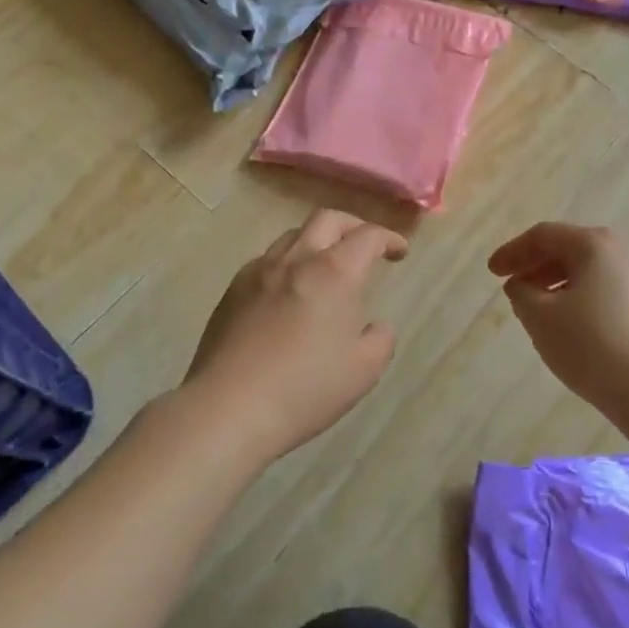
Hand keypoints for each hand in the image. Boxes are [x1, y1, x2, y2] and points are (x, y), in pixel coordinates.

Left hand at [184, 210, 407, 464]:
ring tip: (325, 267)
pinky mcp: (233, 289)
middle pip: (327, 219)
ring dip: (317, 241)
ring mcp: (259, 270)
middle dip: (353, 226)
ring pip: (293, 236)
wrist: (229, 407)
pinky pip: (266, 261)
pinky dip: (287, 264)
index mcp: (334, 272)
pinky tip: (288, 292)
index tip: (399, 252)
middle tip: (365, 246)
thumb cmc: (305, 389)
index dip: (388, 238)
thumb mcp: (364, 370)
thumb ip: (380, 339)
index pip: (367, 236)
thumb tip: (373, 325)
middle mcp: (296, 259)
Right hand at [488, 223, 628, 416]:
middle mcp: (626, 250)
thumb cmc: (592, 346)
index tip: (492, 273)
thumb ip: (521, 292)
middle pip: (571, 248)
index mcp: (596, 244)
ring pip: (593, 270)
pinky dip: (586, 297)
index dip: (513, 252)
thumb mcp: (540, 317)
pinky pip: (612, 290)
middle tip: (513, 288)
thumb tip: (523, 285)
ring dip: (560, 283)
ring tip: (540, 308)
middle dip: (537, 266)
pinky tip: (574, 324)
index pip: (544, 236)